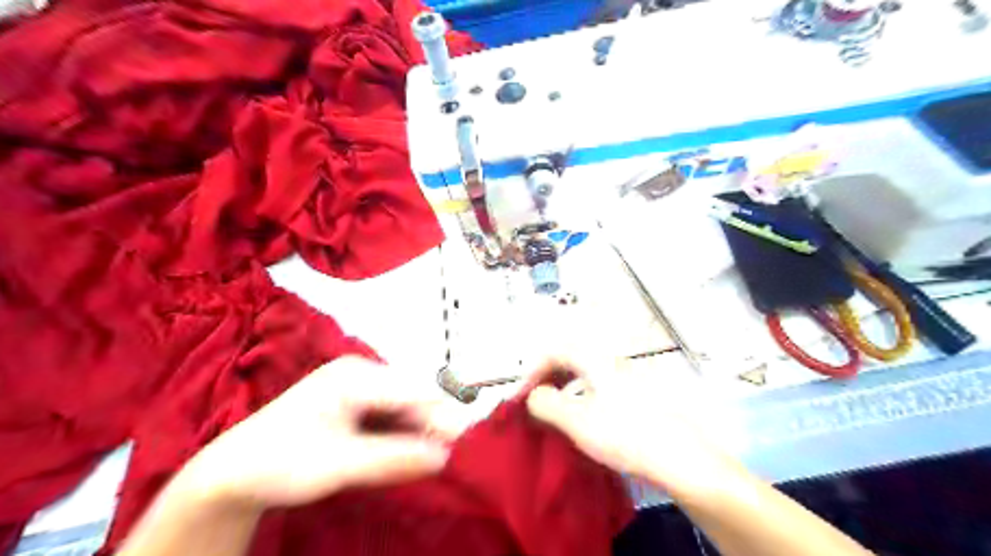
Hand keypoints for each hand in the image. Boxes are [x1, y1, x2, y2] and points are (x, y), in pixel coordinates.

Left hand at [174, 359, 471, 510]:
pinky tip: (407, 455)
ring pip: (404, 410)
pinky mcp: (357, 407)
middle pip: (411, 398)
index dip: (441, 413)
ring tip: (429, 459)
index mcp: (355, 376)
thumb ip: (392, 459)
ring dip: (418, 433)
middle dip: (430, 425)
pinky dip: (402, 437)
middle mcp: (361, 375)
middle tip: (447, 456)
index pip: (412, 390)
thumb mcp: (338, 465)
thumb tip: (444, 457)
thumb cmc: (280, 462)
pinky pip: (391, 419)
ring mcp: (359, 390)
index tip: (462, 440)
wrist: (235, 475)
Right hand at [526, 356, 743, 503]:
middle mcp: (612, 362)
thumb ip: (546, 403)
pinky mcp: (639, 396)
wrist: (681, 459)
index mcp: (596, 360)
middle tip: (535, 401)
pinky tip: (584, 419)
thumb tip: (533, 396)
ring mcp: (628, 378)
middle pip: (571, 357)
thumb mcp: (577, 421)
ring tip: (555, 410)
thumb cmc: (625, 434)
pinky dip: (581, 395)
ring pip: (586, 372)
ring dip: (564, 386)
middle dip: (547, 376)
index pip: (555, 351)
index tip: (521, 397)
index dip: (532, 371)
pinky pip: (600, 386)